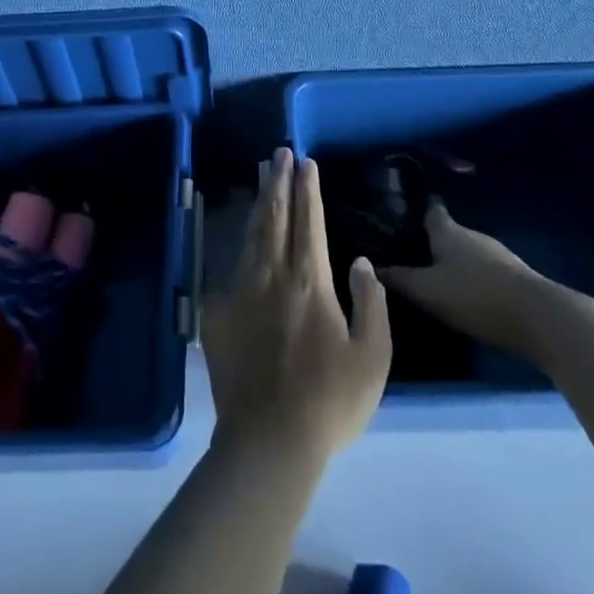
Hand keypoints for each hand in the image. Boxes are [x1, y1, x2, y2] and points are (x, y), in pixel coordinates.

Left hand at [202, 149, 391, 463]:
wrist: (269, 440)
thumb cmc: (331, 400)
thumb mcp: (373, 356)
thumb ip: (371, 302)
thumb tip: (360, 261)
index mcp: (310, 281)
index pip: (309, 221)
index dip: (308, 189)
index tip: (306, 162)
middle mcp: (272, 275)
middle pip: (275, 217)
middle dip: (278, 182)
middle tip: (278, 153)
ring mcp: (241, 292)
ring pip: (251, 235)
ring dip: (259, 203)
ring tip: (262, 177)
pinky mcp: (220, 314)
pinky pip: (230, 269)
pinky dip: (238, 245)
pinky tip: (239, 237)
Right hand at [381, 203, 546, 352]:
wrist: (539, 318)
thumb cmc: (474, 295)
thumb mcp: (427, 290)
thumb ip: (399, 279)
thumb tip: (371, 266)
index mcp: (449, 232)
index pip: (431, 211)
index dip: (417, 210)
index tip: (401, 211)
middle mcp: (473, 236)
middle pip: (449, 233)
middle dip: (433, 241)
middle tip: (411, 253)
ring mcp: (498, 256)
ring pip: (468, 253)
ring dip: (454, 262)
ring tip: (435, 277)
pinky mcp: (516, 278)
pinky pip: (485, 271)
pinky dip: (473, 278)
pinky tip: (465, 295)